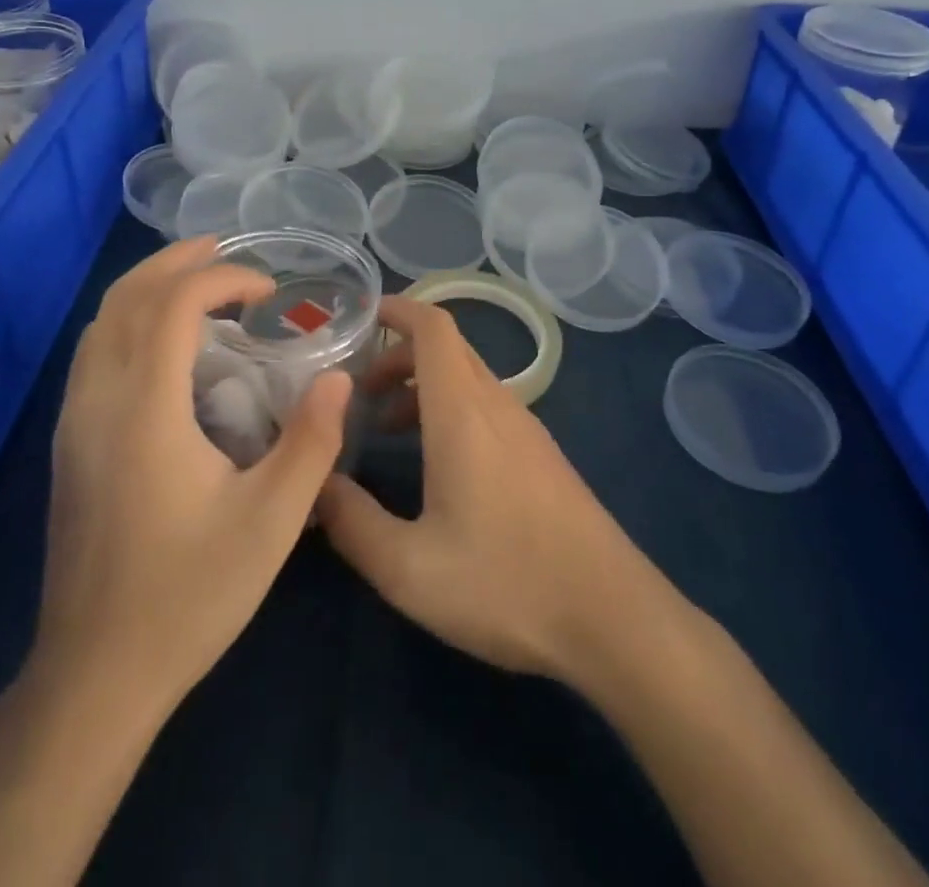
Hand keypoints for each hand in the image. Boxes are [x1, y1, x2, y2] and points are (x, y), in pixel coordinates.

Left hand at [34, 236, 350, 712]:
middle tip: (226, 252)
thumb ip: (311, 443)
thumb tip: (339, 379)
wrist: (95, 674)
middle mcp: (98, 402)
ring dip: (148, 288)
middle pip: (124, 299)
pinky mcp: (70, 445)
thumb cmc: (188, 595)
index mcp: (144, 411)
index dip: (220, 278)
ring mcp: (74, 423)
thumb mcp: (271, 524)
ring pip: (100, 323)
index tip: (266, 289)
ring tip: (198, 282)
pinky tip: (166, 344)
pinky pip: (93, 353)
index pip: (171, 306)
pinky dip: (129, 321)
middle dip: (176, 262)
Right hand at [316, 297, 656, 683]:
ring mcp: (527, 430)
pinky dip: (450, 412)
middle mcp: (498, 406)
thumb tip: (314, 484)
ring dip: (423, 388)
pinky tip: (437, 468)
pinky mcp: (543, 458)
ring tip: (385, 430)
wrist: (614, 619)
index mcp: (464, 412)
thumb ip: (351, 522)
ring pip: (468, 381)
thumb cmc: (506, 583)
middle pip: (447, 350)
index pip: (433, 328)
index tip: (360, 316)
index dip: (398, 310)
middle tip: (357, 392)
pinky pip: (488, 409)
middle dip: (397, 356)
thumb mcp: (409, 567)